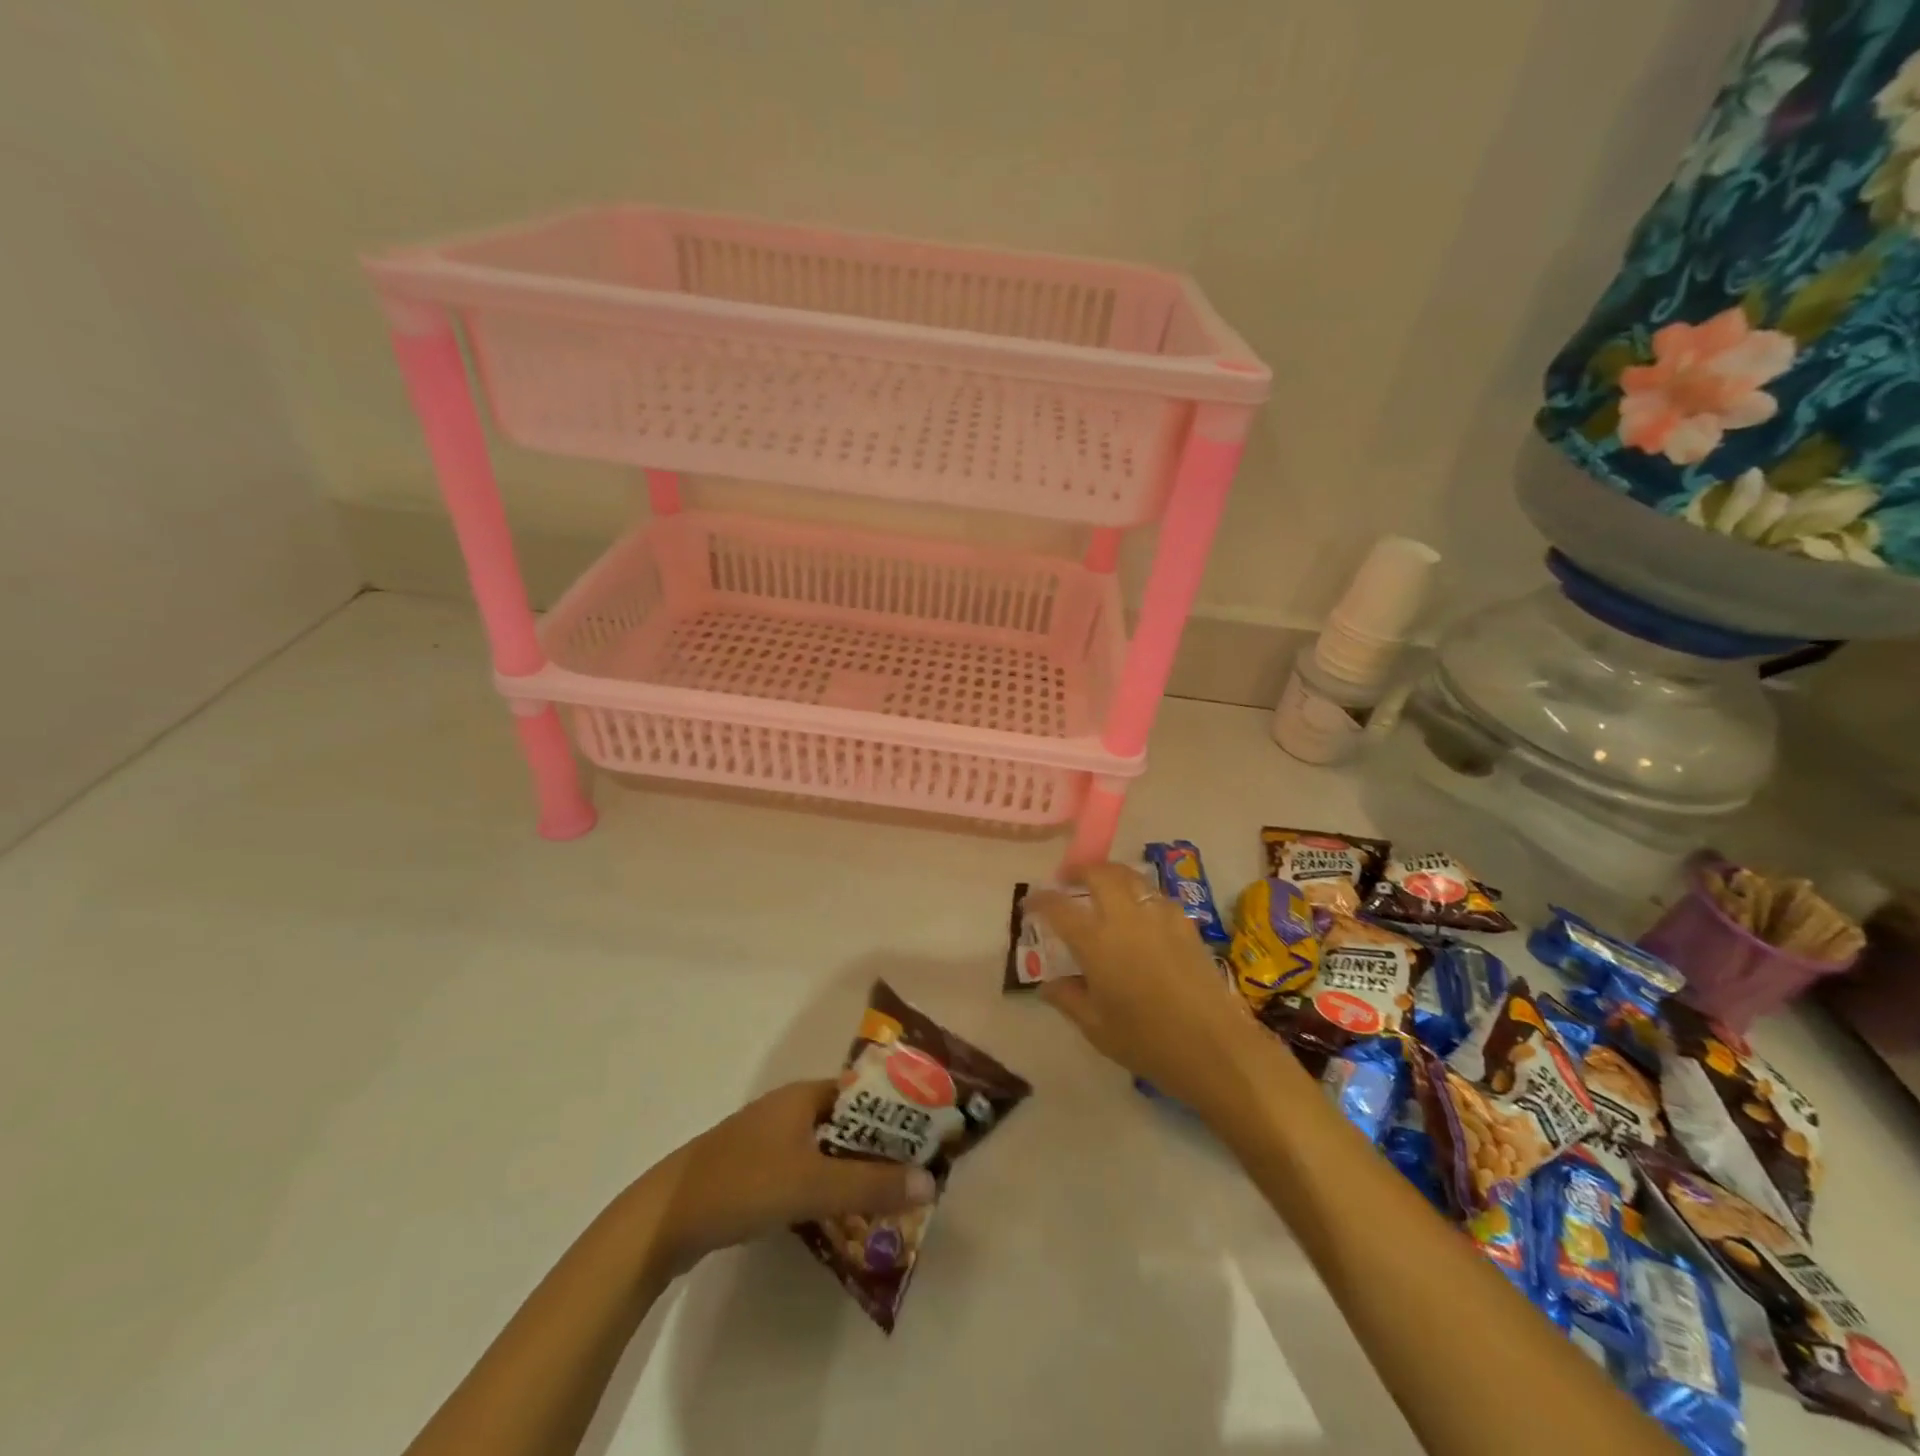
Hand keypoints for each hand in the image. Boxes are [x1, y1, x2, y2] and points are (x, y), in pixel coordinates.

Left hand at [641, 1081, 936, 1272]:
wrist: (663, 1220)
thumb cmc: (743, 1184)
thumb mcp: (811, 1184)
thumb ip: (870, 1185)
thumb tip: (930, 1181)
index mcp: (803, 1096)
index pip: (864, 1094)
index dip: (896, 1112)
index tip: (926, 1138)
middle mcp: (789, 1110)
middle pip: (848, 1124)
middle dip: (880, 1149)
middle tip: (913, 1177)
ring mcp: (769, 1141)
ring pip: (827, 1151)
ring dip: (855, 1172)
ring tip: (888, 1200)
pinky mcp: (755, 1172)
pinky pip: (805, 1172)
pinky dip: (828, 1188)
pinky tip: (841, 1217)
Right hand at [1029, 863, 1267, 1114]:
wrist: (1216, 1048)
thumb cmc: (1147, 1042)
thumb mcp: (1096, 1027)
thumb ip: (1068, 999)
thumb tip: (1049, 984)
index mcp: (1096, 941)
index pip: (1059, 907)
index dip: (1040, 900)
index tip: (1030, 904)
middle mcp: (1126, 918)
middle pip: (1100, 874)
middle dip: (1079, 870)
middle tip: (1068, 880)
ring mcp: (1160, 917)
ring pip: (1131, 877)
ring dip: (1111, 876)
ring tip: (1103, 889)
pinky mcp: (1186, 925)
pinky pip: (1156, 896)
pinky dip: (1140, 895)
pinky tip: (1141, 915)